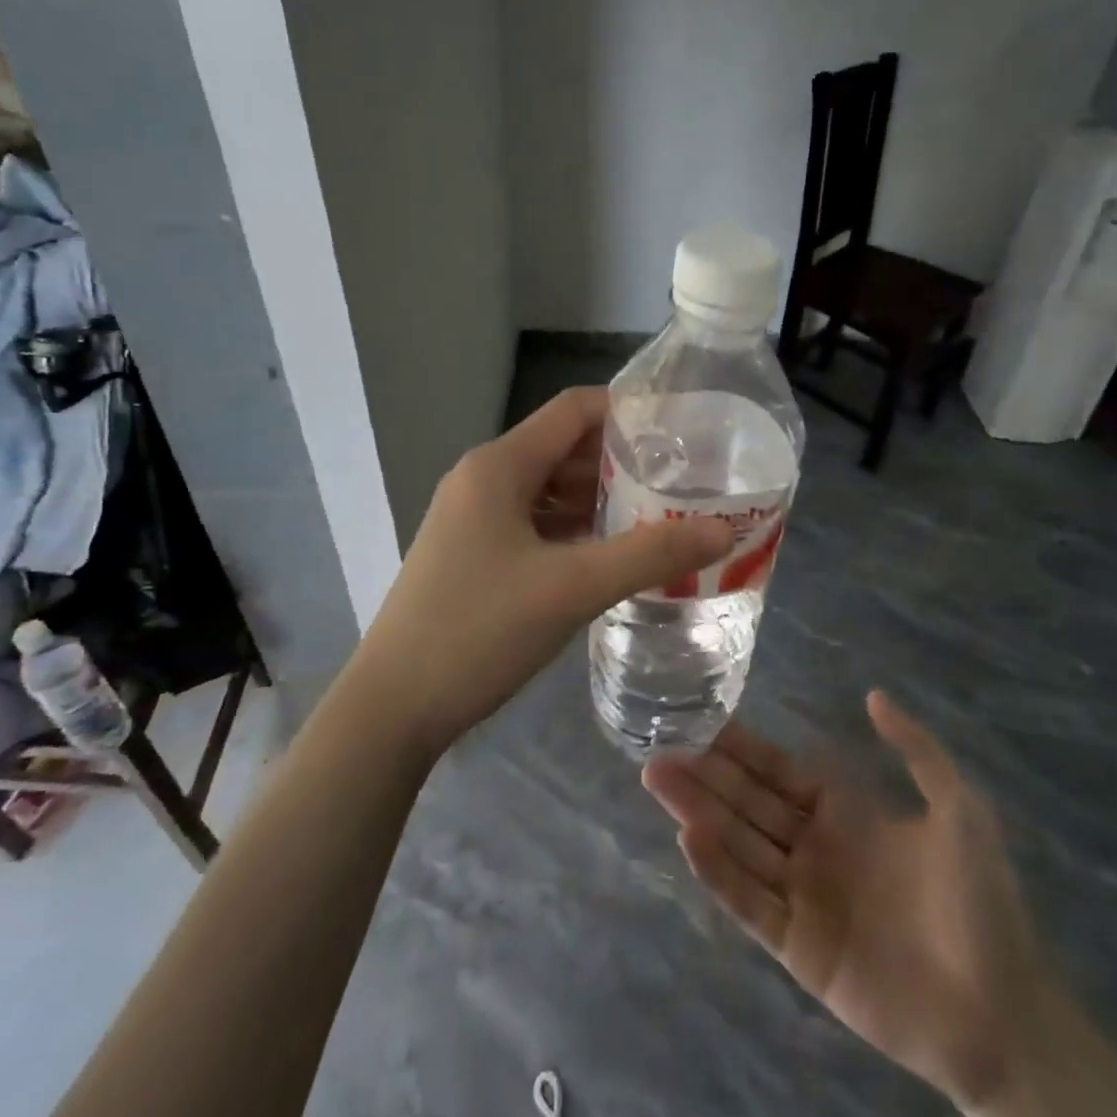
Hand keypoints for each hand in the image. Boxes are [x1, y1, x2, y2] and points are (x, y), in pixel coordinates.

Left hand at [352, 387, 734, 756]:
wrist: (393, 706)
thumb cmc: (477, 631)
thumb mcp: (571, 588)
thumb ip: (650, 555)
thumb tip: (724, 530)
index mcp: (499, 466)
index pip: (574, 410)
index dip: (629, 411)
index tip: (683, 431)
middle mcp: (483, 479)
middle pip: (564, 449)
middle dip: (623, 461)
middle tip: (685, 480)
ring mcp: (474, 518)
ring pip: (550, 490)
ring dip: (601, 500)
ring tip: (662, 516)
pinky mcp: (474, 553)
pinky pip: (535, 524)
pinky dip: (575, 530)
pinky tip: (613, 554)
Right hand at [643, 692, 1053, 1106]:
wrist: (1006, 1015)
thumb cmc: (982, 902)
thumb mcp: (960, 809)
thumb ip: (916, 750)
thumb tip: (873, 694)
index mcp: (842, 812)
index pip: (775, 770)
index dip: (737, 747)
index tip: (696, 720)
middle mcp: (812, 847)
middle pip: (745, 802)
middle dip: (703, 775)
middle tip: (656, 748)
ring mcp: (802, 897)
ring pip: (738, 844)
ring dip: (698, 812)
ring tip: (657, 779)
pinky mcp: (798, 948)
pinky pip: (751, 902)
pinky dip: (719, 871)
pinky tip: (690, 838)